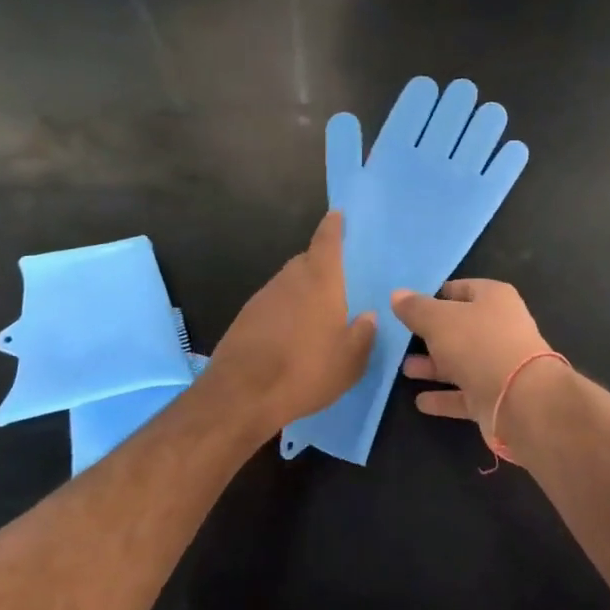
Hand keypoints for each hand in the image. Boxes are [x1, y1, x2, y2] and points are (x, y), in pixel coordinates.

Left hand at [204, 212, 375, 437]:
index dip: (333, 226)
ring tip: (317, 316)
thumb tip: (368, 316)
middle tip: (338, 282)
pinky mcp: (245, 318)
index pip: (326, 241)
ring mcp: (263, 297)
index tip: (337, 214)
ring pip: (288, 284)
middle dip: (321, 266)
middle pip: (306, 261)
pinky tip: (291, 336)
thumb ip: (364, 334)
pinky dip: (285, 312)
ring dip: (302, 292)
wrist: (240, 395)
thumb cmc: (305, 370)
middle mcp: (290, 279)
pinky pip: (273, 305)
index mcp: (320, 280)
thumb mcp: (350, 360)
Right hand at [392, 280, 562, 461]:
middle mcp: (500, 328)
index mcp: (494, 298)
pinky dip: (444, 397)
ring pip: (460, 361)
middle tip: (401, 340)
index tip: (408, 307)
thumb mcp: (439, 320)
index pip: (461, 289)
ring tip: (404, 369)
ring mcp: (499, 364)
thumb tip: (397, 294)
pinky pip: (464, 393)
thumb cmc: (479, 345)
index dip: (435, 295)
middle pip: (460, 327)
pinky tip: (420, 401)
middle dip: (431, 334)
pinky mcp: (495, 396)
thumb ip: (416, 308)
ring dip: (434, 366)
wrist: (520, 400)